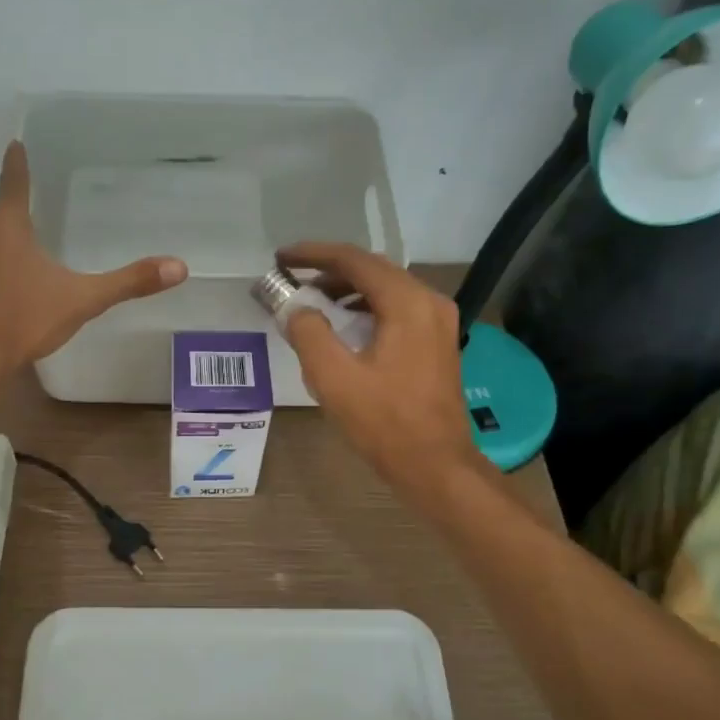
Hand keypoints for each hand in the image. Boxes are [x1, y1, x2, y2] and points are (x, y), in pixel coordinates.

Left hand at [0, 142, 186, 374]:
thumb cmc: (22, 321)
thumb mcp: (80, 300)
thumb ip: (128, 282)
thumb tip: (179, 267)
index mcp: (6, 224)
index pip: (15, 180)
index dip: (18, 162)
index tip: (15, 143)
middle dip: (16, 220)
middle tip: (38, 232)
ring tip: (21, 269)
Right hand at [277, 242, 479, 493]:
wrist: (436, 464)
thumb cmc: (384, 422)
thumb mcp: (333, 378)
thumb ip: (308, 333)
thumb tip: (295, 308)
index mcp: (406, 303)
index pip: (354, 261)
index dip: (314, 255)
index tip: (281, 258)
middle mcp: (429, 302)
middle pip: (373, 269)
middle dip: (330, 270)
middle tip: (293, 277)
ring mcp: (438, 322)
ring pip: (386, 289)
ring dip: (348, 289)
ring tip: (312, 300)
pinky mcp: (437, 342)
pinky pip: (397, 309)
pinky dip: (366, 308)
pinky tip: (344, 324)